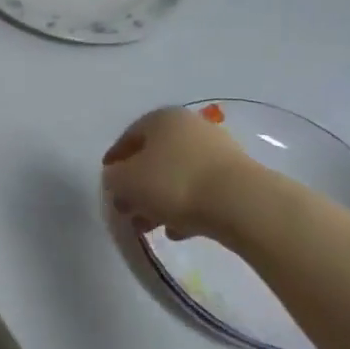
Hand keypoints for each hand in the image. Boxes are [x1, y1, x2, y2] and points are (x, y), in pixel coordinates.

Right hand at [102, 105, 260, 240]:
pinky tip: (178, 230)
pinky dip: (186, 207)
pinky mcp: (236, 177)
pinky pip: (201, 190)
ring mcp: (217, 150)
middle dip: (138, 186)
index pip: (129, 137)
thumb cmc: (174, 183)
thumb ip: (114, 178)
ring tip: (151, 227)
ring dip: (160, 200)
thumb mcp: (126, 181)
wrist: (241, 203)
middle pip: (154, 158)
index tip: (108, 184)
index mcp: (161, 118)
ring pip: (177, 175)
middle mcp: (190, 126)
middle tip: (128, 211)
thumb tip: (118, 179)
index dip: (114, 161)